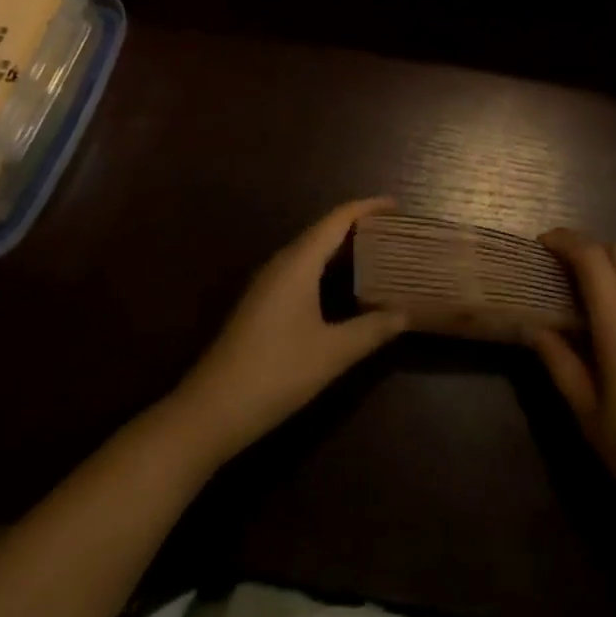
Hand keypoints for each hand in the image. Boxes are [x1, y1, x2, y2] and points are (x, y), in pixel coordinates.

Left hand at [172, 198, 406, 463]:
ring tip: (378, 253)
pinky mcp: (262, 303)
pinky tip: (345, 288)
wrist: (209, 412)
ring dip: (344, 247)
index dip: (368, 207)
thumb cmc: (274, 373)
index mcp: (298, 262)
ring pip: (312, 250)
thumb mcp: (331, 354)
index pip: (338, 219)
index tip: (398, 205)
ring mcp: (268, 283)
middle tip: (396, 232)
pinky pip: (302, 268)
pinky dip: (328, 267)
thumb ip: (371, 330)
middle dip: (360, 226)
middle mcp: (282, 262)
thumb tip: (406, 314)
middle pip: (325, 230)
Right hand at [533, 228, 615, 538]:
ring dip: (602, 261)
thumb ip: (559, 361)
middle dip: (584, 244)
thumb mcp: (585, 410)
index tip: (540, 244)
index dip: (566, 242)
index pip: (593, 259)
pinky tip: (597, 310)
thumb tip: (535, 327)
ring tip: (571, 281)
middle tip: (553, 258)